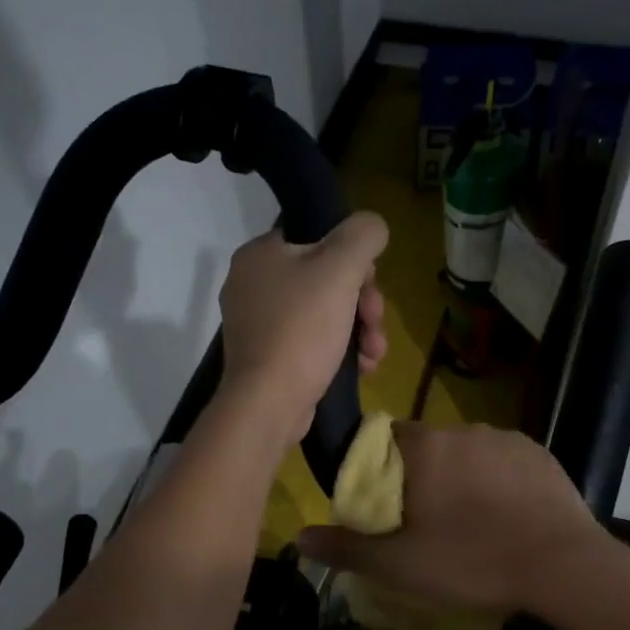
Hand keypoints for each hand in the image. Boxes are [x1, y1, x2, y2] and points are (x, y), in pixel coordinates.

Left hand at [218, 212, 388, 439]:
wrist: (269, 403)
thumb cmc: (301, 330)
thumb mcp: (340, 269)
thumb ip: (362, 235)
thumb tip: (372, 226)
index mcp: (260, 254)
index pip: (315, 237)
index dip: (352, 256)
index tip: (370, 281)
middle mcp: (253, 285)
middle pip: (324, 279)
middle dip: (362, 303)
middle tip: (375, 322)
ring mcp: (259, 325)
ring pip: (323, 313)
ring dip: (359, 330)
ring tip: (374, 353)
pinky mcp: (269, 358)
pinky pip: (312, 343)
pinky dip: (340, 351)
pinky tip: (362, 367)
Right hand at [296, 422, 607, 615]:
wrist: (564, 566)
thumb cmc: (473, 561)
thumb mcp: (401, 565)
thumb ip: (348, 548)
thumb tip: (300, 537)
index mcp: (425, 447)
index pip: (385, 439)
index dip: (379, 469)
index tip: (386, 504)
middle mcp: (463, 430)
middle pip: (427, 447)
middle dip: (422, 477)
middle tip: (427, 523)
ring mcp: (506, 439)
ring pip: (467, 454)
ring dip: (461, 478)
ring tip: (472, 524)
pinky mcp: (540, 455)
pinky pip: (504, 462)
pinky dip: (498, 482)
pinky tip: (507, 517)